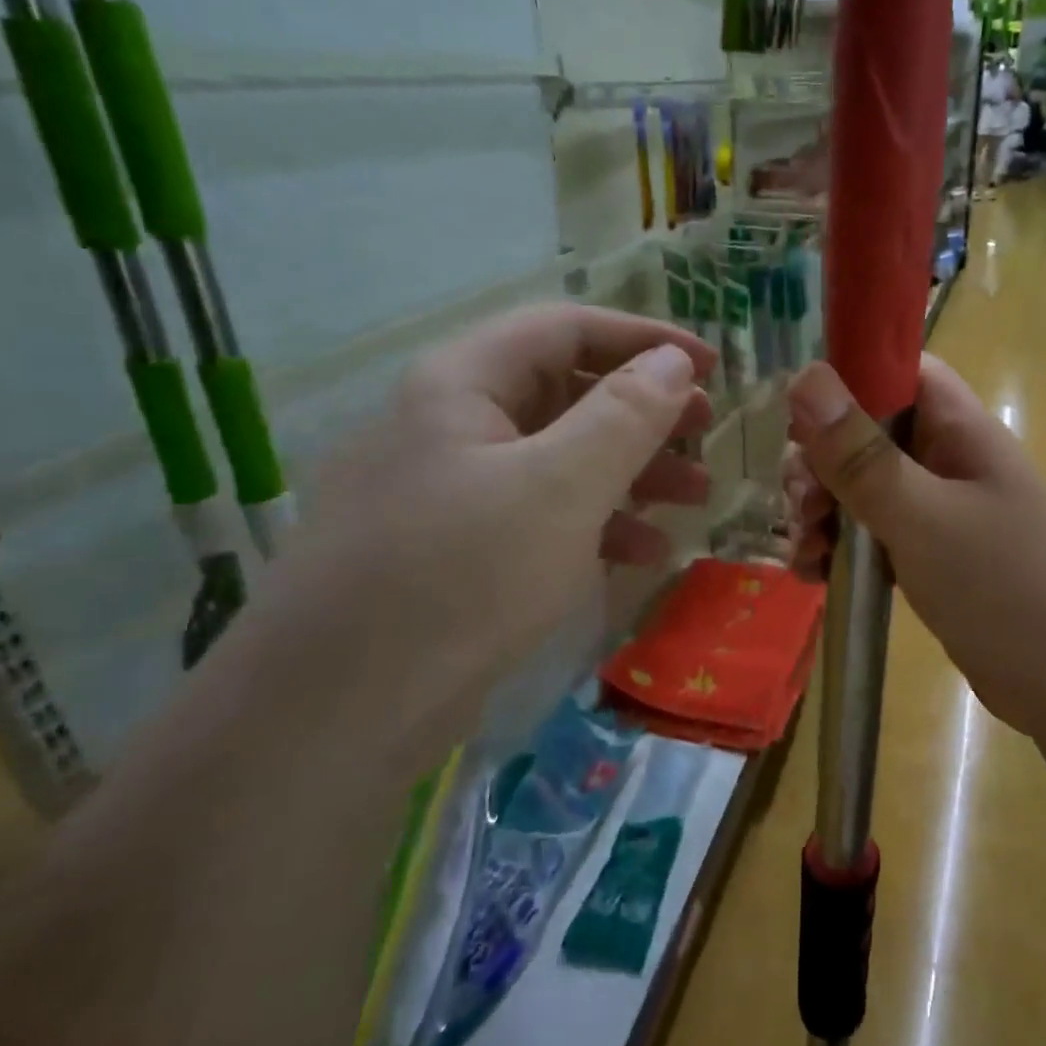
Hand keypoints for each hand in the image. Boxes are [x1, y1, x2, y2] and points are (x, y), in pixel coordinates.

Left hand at [256, 305, 715, 763]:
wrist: (333, 716)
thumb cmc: (461, 576)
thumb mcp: (563, 486)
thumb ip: (626, 415)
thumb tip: (674, 360)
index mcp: (463, 384)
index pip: (566, 328)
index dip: (646, 338)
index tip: (711, 364)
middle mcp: (451, 424)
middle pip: (566, 392)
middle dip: (645, 412)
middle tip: (706, 432)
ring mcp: (450, 490)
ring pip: (559, 457)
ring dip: (632, 470)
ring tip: (694, 497)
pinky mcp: (455, 550)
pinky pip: (540, 513)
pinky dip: (596, 522)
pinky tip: (642, 552)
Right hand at [783, 357, 1045, 746]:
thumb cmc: (1010, 589)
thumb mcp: (925, 518)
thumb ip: (862, 455)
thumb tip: (804, 375)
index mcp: (959, 430)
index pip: (898, 371)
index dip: (845, 382)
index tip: (800, 424)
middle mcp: (950, 461)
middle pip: (869, 433)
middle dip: (823, 462)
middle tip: (801, 505)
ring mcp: (944, 512)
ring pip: (867, 488)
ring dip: (824, 509)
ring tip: (802, 551)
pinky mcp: (936, 559)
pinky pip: (877, 535)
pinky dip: (842, 547)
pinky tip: (815, 574)